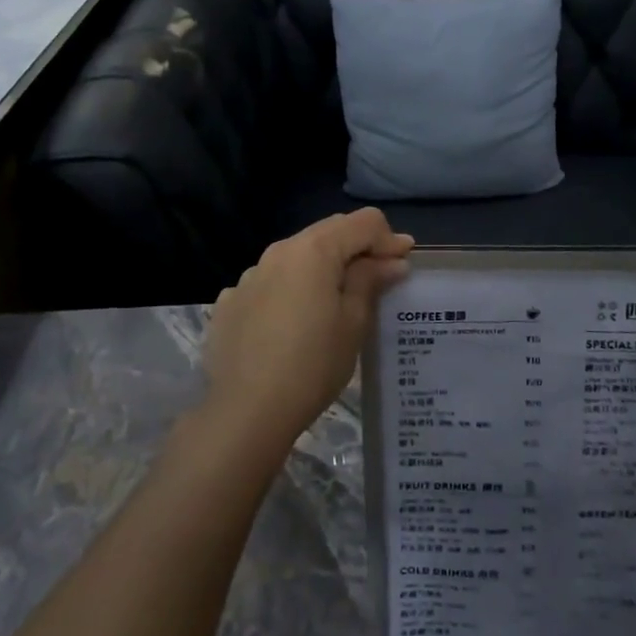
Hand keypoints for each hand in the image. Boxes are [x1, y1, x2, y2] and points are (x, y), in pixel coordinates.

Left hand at [204, 209, 413, 449]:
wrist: (245, 412)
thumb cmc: (312, 364)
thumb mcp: (353, 322)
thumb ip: (371, 280)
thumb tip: (392, 261)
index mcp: (314, 249)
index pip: (362, 222)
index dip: (388, 239)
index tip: (404, 264)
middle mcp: (279, 251)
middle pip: (328, 232)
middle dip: (358, 247)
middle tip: (380, 276)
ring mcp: (249, 275)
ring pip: (297, 256)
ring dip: (323, 267)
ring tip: (337, 301)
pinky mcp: (231, 302)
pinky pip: (270, 282)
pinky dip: (291, 290)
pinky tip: (295, 322)